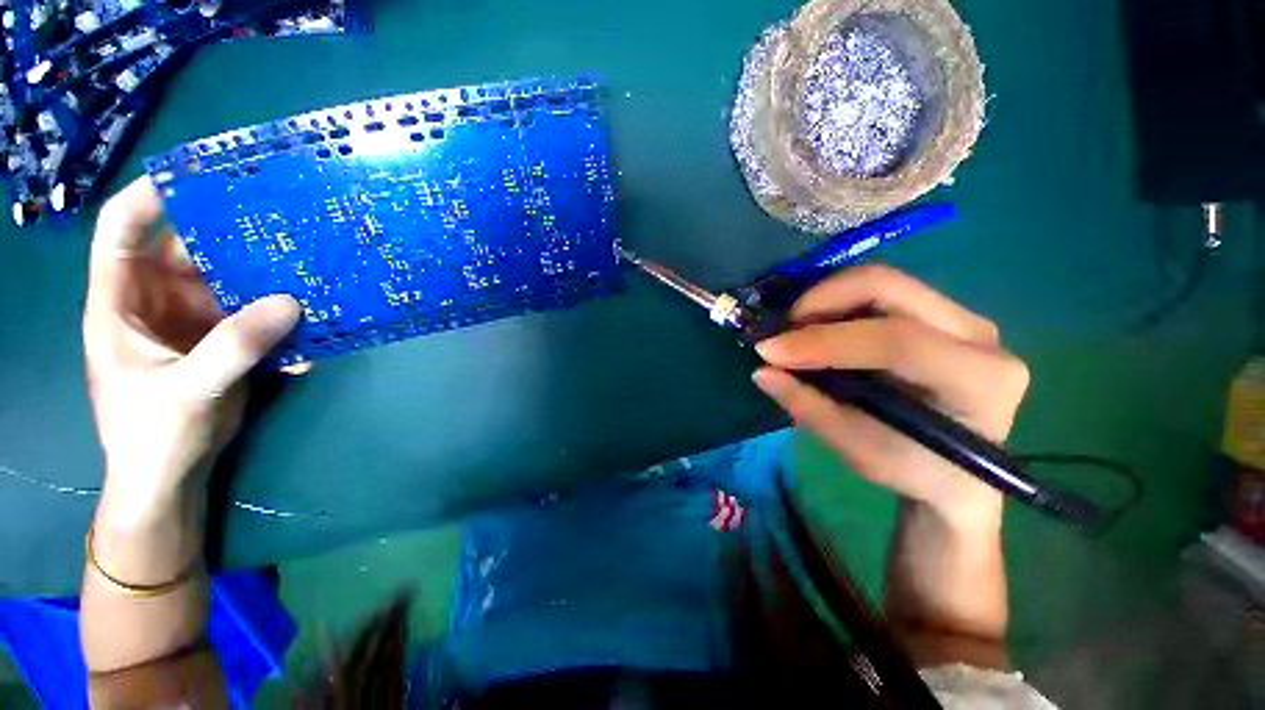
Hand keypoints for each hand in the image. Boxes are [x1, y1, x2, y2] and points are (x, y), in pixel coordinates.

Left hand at [83, 177, 300, 508]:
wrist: (168, 475)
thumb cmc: (150, 435)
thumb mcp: (187, 390)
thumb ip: (234, 345)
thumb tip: (291, 303)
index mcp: (121, 301)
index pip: (121, 230)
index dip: (151, 196)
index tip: (200, 175)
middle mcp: (156, 300)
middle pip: (192, 251)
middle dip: (234, 237)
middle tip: (285, 224)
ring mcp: (193, 320)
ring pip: (233, 284)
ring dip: (271, 282)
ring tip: (312, 274)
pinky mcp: (223, 341)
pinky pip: (258, 318)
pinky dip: (285, 323)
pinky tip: (312, 336)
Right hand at [752, 266, 1028, 529]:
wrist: (958, 474)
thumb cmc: (913, 470)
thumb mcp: (858, 450)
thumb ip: (809, 407)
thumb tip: (762, 372)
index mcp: (977, 381)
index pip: (894, 340)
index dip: (823, 341)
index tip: (768, 351)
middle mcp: (980, 335)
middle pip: (888, 287)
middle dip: (820, 301)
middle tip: (782, 330)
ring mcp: (962, 317)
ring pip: (881, 282)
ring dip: (825, 300)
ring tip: (796, 331)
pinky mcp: (941, 313)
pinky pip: (880, 292)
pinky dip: (838, 303)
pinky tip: (819, 328)